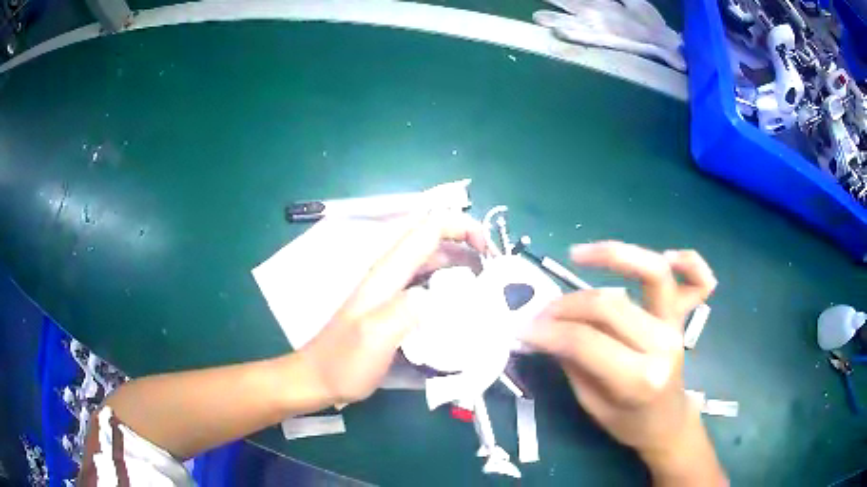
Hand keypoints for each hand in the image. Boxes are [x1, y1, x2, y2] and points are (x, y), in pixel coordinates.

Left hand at [298, 211, 486, 404]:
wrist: (319, 378)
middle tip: (495, 273)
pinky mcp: (394, 307)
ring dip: (461, 266)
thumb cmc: (344, 361)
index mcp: (388, 273)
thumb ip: (404, 310)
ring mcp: (392, 290)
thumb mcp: (374, 337)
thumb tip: (438, 294)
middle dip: (468, 245)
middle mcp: (391, 274)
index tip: (488, 251)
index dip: (462, 227)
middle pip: (434, 241)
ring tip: (487, 288)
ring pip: (433, 263)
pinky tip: (463, 308)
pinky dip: (450, 287)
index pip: (429, 228)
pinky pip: (428, 286)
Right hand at [525, 241, 723, 481]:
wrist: (666, 422)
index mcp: (640, 378)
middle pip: (609, 306)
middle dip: (566, 305)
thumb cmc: (628, 422)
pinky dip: (688, 262)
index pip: (585, 341)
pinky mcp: (681, 317)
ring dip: (613, 255)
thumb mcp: (591, 403)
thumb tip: (543, 328)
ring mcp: (676, 326)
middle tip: (540, 312)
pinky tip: (666, 256)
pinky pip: (695, 281)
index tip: (523, 328)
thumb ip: (572, 361)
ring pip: (651, 273)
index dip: (549, 331)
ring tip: (578, 254)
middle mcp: (662, 344)